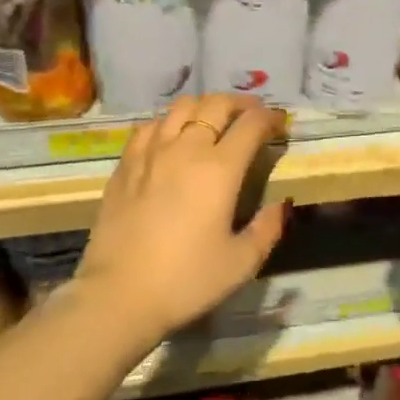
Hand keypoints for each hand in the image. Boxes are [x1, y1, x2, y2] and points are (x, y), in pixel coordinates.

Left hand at [72, 94, 289, 346]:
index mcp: (220, 169)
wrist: (117, 295)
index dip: (270, 118)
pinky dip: (168, 122)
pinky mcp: (125, 164)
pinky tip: (171, 136)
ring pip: (181, 106)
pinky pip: (150, 126)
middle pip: (217, 104)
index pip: (252, 124)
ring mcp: (152, 152)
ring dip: (204, 106)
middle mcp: (187, 148)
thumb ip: (267, 228)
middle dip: (241, 103)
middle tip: (252, 116)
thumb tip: (283, 203)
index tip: (279, 124)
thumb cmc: (185, 281)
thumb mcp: (241, 263)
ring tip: (213, 119)